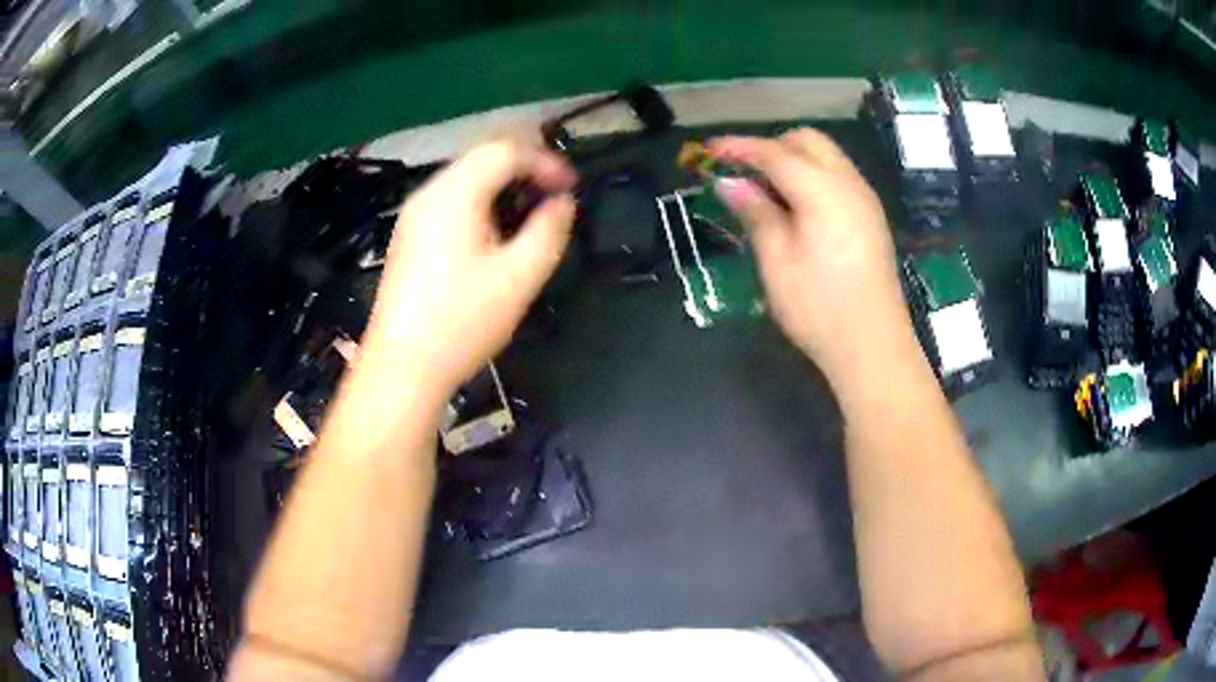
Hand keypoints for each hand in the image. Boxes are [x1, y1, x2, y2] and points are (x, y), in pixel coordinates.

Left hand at [360, 139, 576, 402]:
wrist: (401, 368)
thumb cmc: (461, 322)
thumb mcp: (518, 277)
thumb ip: (548, 230)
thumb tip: (562, 203)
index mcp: (454, 195)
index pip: (504, 150)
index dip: (544, 161)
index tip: (570, 188)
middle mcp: (428, 194)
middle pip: (481, 158)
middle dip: (524, 171)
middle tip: (553, 199)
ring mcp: (413, 217)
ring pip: (465, 180)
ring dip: (502, 188)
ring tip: (528, 219)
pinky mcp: (408, 238)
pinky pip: (450, 203)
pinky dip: (480, 205)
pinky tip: (492, 239)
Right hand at [709, 129, 916, 379]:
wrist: (873, 346)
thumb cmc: (819, 308)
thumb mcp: (777, 260)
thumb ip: (755, 212)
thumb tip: (729, 182)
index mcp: (823, 190)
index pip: (776, 153)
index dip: (741, 147)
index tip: (710, 149)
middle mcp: (849, 183)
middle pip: (808, 142)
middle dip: (772, 146)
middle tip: (744, 174)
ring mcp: (865, 199)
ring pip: (826, 157)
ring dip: (793, 161)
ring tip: (767, 192)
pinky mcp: (871, 217)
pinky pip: (838, 177)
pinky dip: (812, 177)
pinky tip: (797, 208)